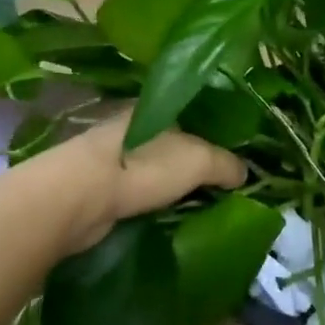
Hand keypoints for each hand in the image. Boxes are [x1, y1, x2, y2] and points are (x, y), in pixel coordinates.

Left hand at [55, 117, 244, 251]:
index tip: (239, 155)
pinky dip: (157, 203)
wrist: (78, 197)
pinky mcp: (104, 187)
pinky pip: (142, 192)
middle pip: (177, 143)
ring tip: (206, 206)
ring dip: (177, 186)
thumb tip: (245, 173)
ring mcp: (118, 157)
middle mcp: (137, 126)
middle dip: (198, 163)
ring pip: (158, 169)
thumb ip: (225, 163)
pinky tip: (174, 216)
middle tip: (227, 186)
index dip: (218, 133)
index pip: (195, 114)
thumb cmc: (143, 165)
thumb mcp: (198, 159)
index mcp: (158, 108)